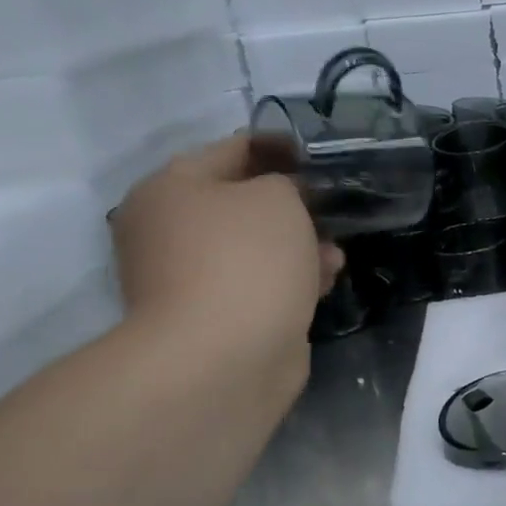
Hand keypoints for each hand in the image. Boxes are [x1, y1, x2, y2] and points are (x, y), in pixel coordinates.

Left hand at [111, 134, 342, 384]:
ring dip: (298, 246)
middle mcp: (169, 230)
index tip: (319, 155)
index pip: (231, 150)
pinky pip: (259, 285)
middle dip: (292, 205)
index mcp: (170, 189)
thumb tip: (282, 198)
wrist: (224, 358)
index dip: (279, 147)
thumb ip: (285, 183)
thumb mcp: (277, 198)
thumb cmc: (246, 260)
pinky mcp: (216, 318)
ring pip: (255, 248)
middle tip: (332, 207)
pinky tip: (324, 282)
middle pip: (241, 203)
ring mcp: (189, 279)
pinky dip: (290, 280)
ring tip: (336, 254)